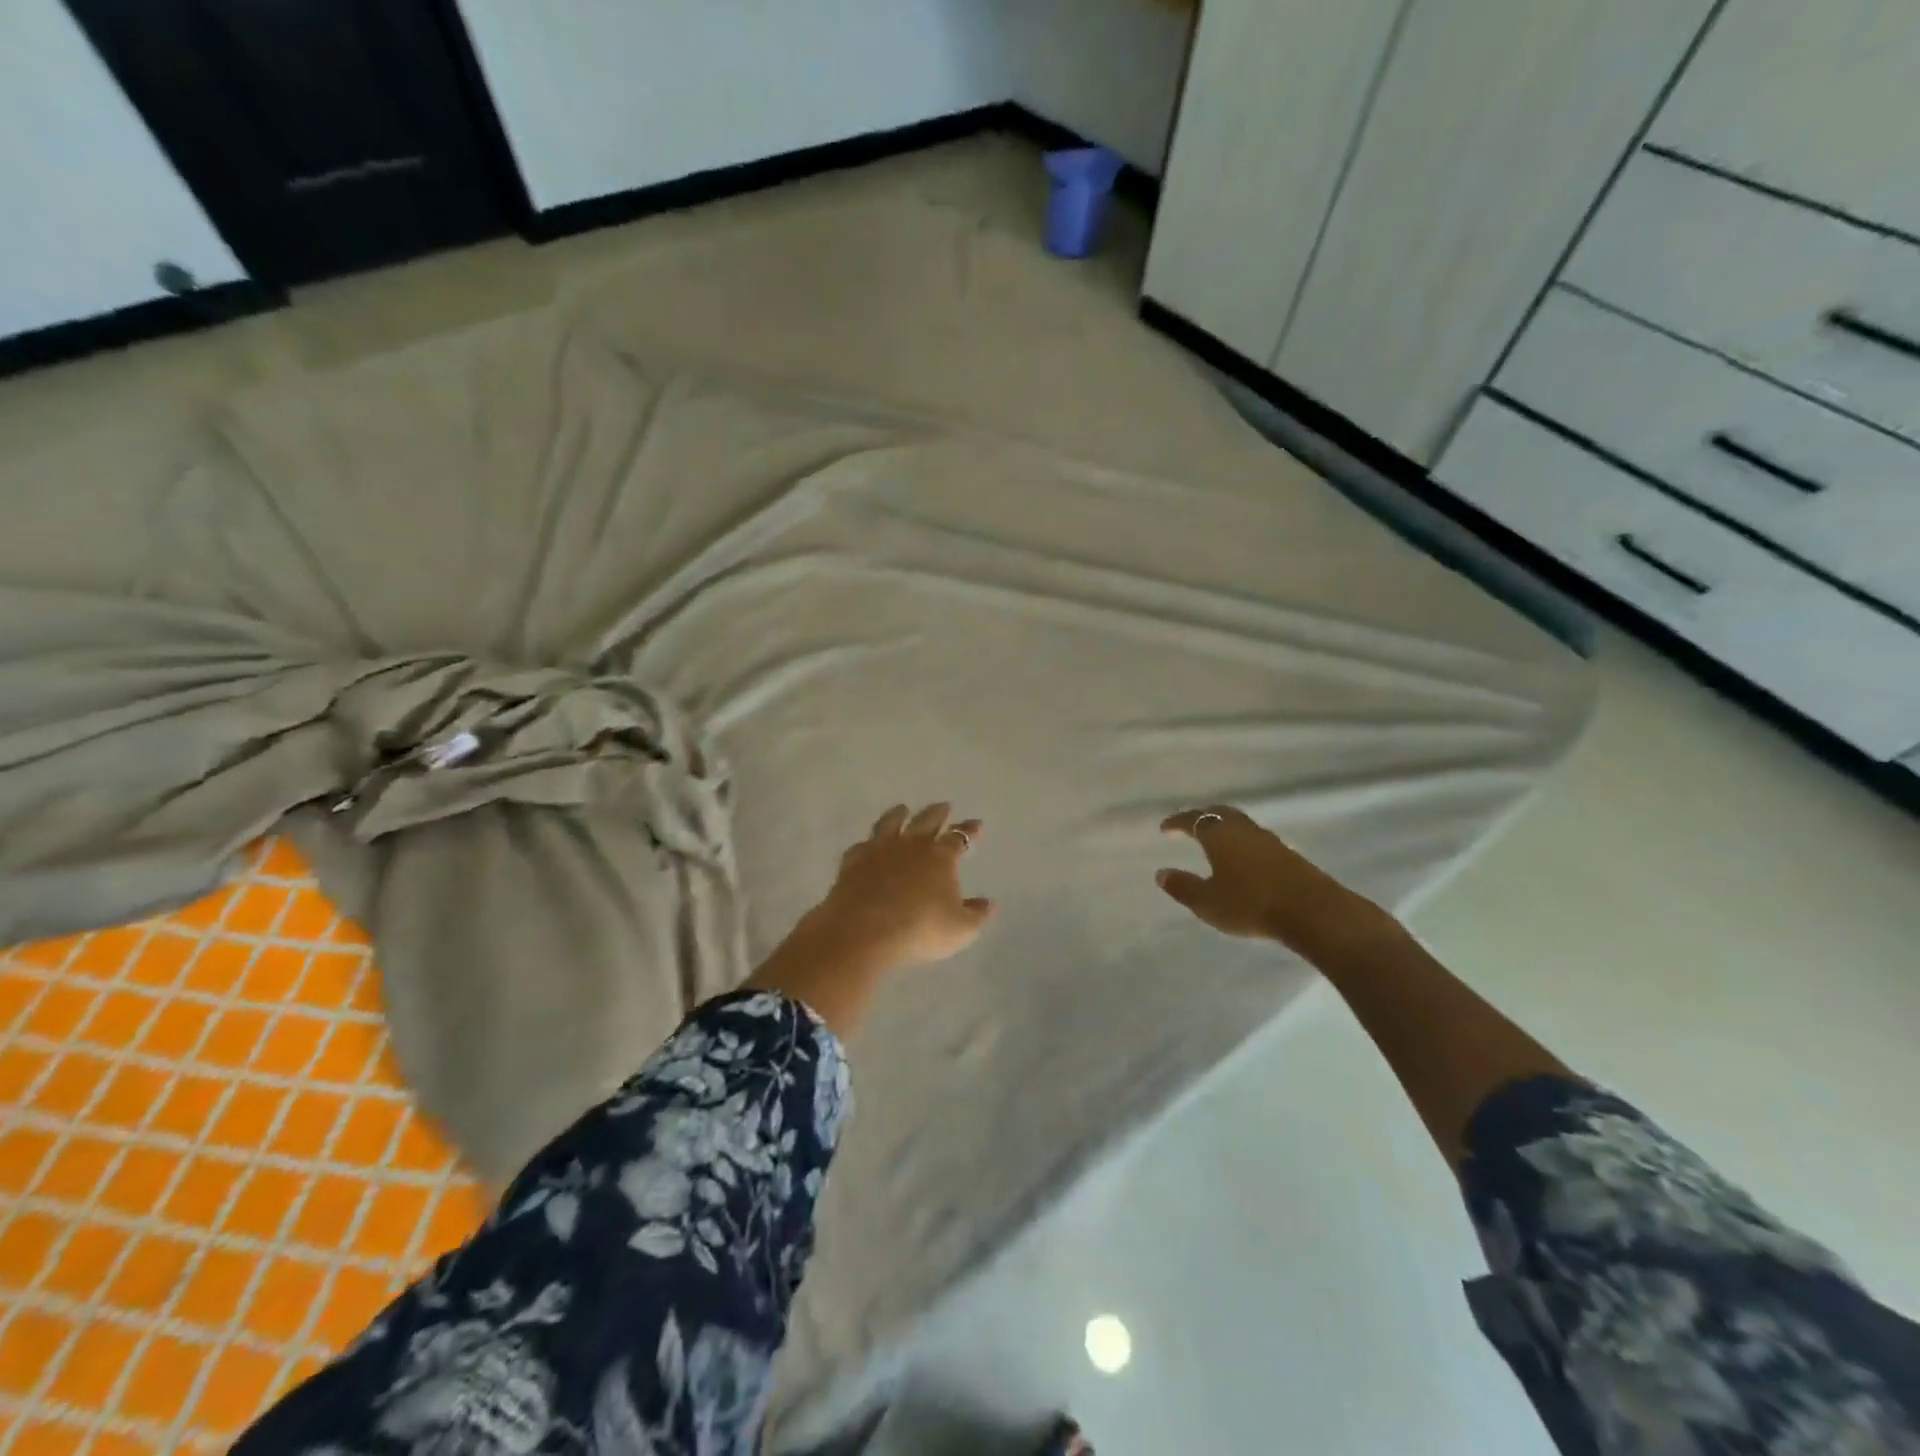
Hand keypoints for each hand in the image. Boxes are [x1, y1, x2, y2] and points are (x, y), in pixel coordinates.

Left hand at [799, 803, 995, 972]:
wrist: (864, 931)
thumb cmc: (920, 929)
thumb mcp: (960, 929)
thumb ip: (977, 915)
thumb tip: (989, 903)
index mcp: (940, 857)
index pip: (959, 838)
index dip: (969, 831)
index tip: (976, 824)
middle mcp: (911, 846)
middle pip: (926, 821)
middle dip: (938, 813)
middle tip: (944, 806)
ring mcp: (879, 850)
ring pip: (891, 823)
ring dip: (898, 814)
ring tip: (902, 809)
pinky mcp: (853, 862)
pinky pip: (862, 845)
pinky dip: (868, 843)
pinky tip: (867, 844)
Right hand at [1156, 805, 1384, 956]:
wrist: (1312, 911)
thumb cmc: (1251, 904)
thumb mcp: (1208, 902)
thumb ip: (1183, 887)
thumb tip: (1161, 873)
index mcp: (1220, 834)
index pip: (1193, 819)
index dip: (1177, 822)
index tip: (1165, 828)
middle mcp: (1243, 830)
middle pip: (1220, 813)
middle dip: (1202, 817)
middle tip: (1190, 825)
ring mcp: (1269, 840)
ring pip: (1240, 824)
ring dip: (1224, 828)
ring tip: (1214, 841)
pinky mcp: (1288, 854)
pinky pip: (1256, 839)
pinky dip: (1241, 841)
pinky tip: (1242, 858)